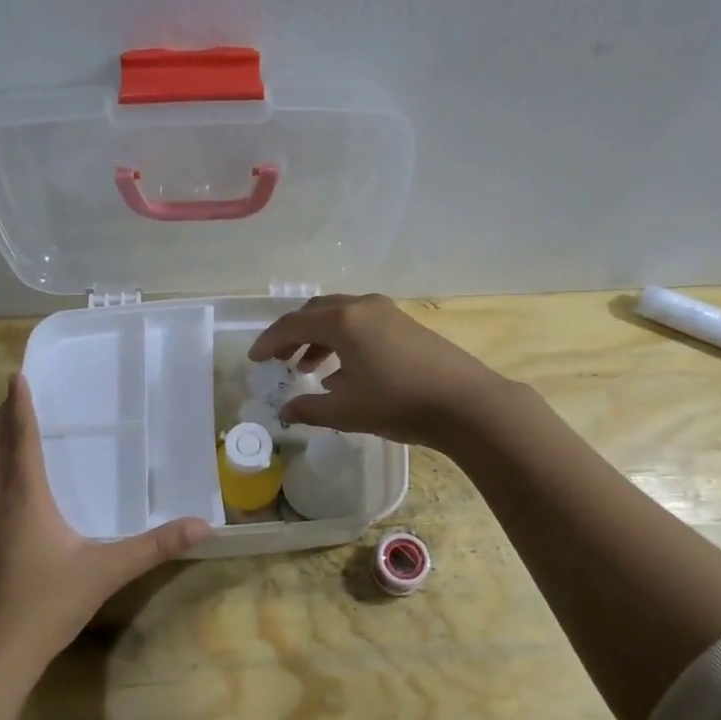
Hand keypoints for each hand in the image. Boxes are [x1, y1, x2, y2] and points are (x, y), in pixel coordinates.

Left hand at [0, 375, 209, 681]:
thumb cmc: (44, 605)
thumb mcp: (105, 572)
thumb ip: (153, 547)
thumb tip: (202, 526)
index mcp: (24, 498)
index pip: (20, 438)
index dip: (19, 405)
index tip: (16, 375)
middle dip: (0, 417)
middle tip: (15, 397)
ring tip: (11, 431)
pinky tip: (12, 490)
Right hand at [246, 294, 509, 446]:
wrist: (465, 403)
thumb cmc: (398, 403)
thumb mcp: (346, 412)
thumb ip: (309, 409)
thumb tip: (284, 413)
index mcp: (342, 321)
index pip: (293, 324)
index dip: (269, 342)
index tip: (254, 359)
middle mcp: (362, 306)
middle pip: (316, 312)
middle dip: (293, 335)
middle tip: (278, 359)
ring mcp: (387, 312)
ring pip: (341, 316)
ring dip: (319, 339)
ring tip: (308, 368)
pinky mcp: (405, 324)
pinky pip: (361, 324)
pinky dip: (343, 341)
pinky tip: (344, 373)